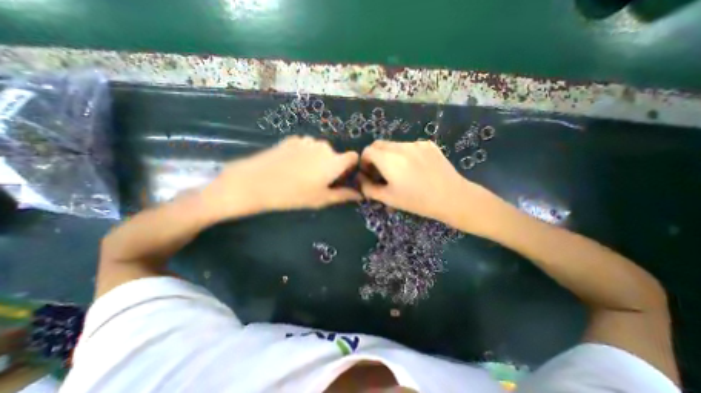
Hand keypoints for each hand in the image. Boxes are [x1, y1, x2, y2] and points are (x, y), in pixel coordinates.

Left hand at [200, 137, 358, 217]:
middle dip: (331, 165)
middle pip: (335, 155)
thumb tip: (360, 194)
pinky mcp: (292, 139)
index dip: (350, 167)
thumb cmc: (295, 194)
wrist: (258, 182)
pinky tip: (291, 164)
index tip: (340, 177)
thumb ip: (343, 195)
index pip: (353, 157)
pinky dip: (304, 153)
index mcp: (335, 161)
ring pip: (320, 150)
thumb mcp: (322, 199)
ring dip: (317, 159)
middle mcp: (324, 146)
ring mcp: (307, 140)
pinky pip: (306, 146)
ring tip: (302, 173)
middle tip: (317, 180)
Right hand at [358, 140, 500, 230]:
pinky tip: (415, 168)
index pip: (367, 151)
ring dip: (390, 155)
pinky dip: (405, 154)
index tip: (370, 173)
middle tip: (381, 172)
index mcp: (389, 159)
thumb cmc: (417, 200)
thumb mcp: (388, 198)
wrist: (452, 197)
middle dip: (375, 156)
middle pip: (379, 144)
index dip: (364, 162)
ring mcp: (416, 143)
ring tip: (400, 171)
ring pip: (394, 145)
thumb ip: (368, 188)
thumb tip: (360, 179)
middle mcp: (401, 146)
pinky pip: (410, 146)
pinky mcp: (429, 144)